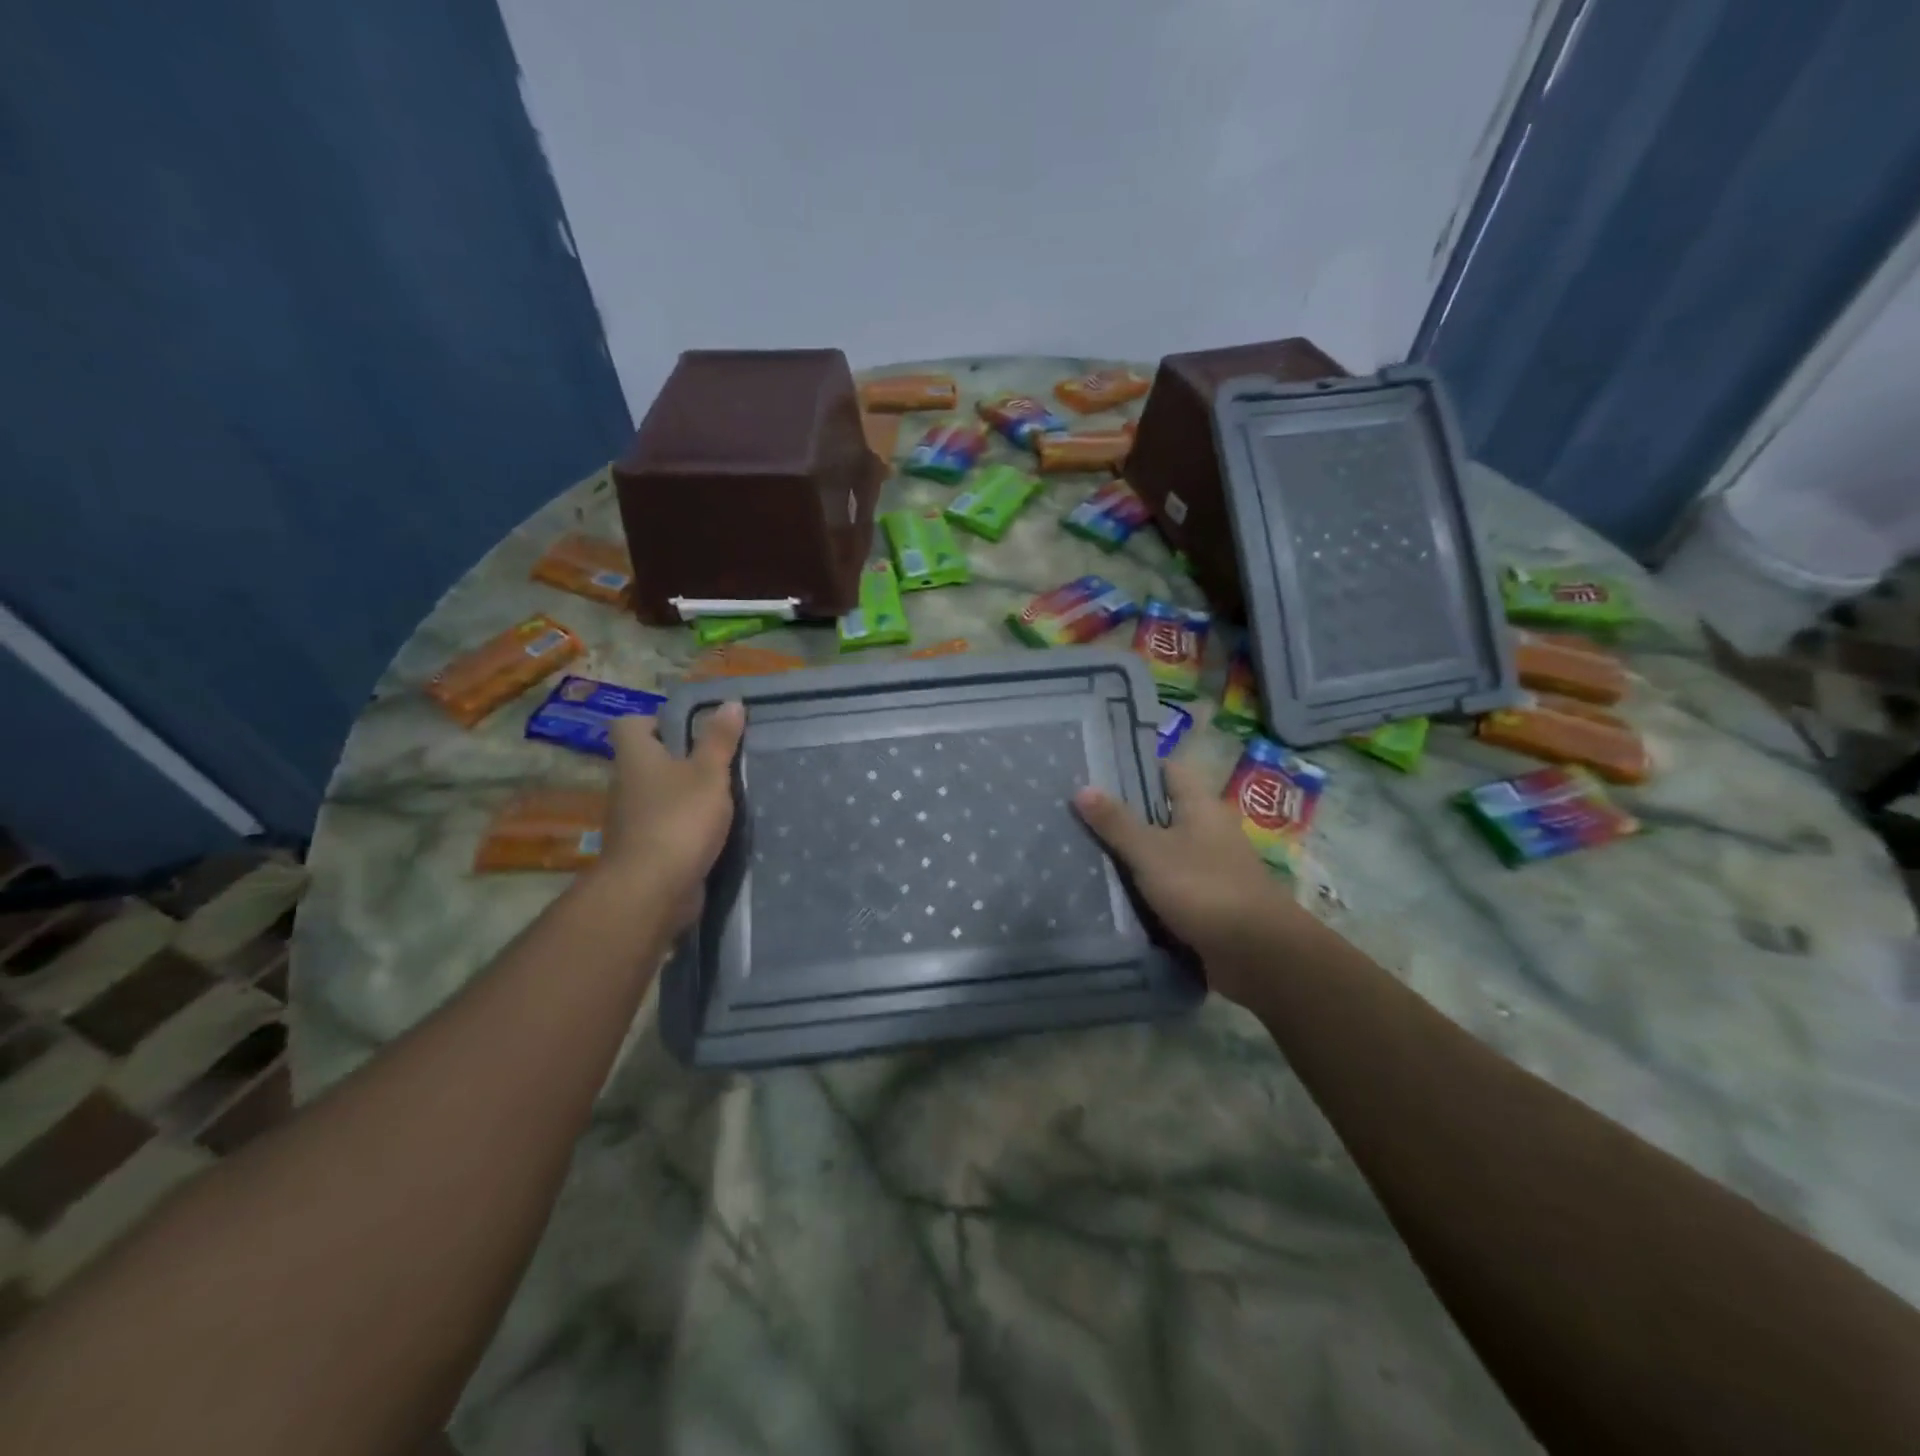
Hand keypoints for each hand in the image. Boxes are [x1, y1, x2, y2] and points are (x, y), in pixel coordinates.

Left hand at [598, 703, 745, 930]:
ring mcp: (631, 821)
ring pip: (657, 796)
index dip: (655, 720)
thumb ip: (719, 740)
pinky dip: (685, 826)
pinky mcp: (644, 851)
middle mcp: (625, 785)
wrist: (651, 890)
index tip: (690, 728)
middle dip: (679, 759)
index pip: (629, 724)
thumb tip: (729, 702)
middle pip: (647, 761)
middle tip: (719, 760)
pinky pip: (665, 827)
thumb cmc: (679, 819)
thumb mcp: (709, 774)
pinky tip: (714, 830)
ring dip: (683, 795)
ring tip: (724, 795)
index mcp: (635, 757)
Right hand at [1073, 761, 1305, 1004]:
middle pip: (1162, 811)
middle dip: (1125, 813)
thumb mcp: (1151, 852)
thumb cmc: (1204, 888)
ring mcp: (1211, 867)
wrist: (1258, 954)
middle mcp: (1209, 830)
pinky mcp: (1208, 901)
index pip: (1168, 771)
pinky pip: (1170, 884)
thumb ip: (1117, 822)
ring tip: (1084, 850)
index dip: (1135, 767)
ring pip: (1164, 850)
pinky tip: (1113, 890)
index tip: (1097, 771)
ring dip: (1133, 853)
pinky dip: (1146, 886)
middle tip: (1078, 813)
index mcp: (1201, 806)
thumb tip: (1082, 787)